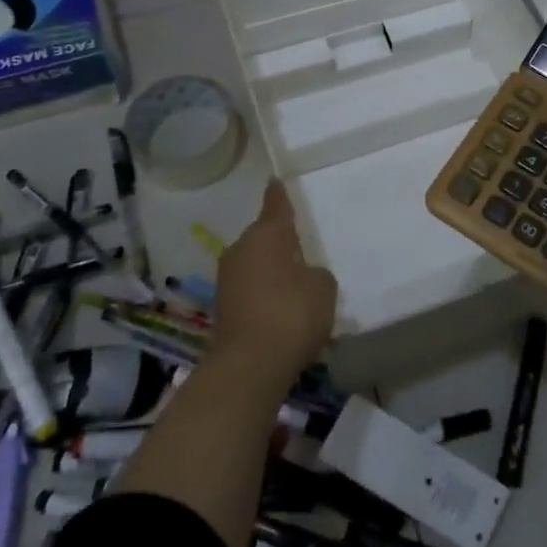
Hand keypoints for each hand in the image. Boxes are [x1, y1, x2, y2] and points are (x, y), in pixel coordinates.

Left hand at [212, 179, 338, 376]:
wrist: (250, 365)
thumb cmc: (292, 313)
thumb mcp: (323, 287)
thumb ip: (315, 273)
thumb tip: (303, 276)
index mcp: (267, 234)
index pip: (275, 205)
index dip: (279, 193)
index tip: (276, 180)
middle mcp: (241, 249)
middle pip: (263, 237)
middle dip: (279, 242)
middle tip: (301, 248)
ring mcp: (227, 279)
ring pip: (255, 264)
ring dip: (271, 270)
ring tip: (295, 284)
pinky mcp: (223, 308)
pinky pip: (250, 290)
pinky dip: (264, 294)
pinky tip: (281, 310)